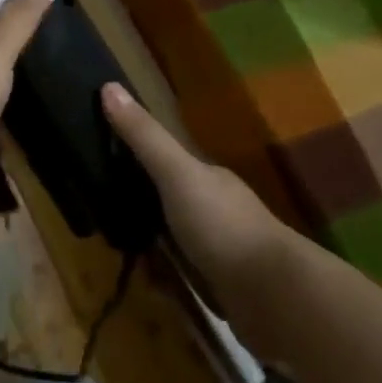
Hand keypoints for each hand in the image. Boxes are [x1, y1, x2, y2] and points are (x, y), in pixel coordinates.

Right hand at [100, 82, 285, 290]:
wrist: (276, 297)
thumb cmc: (223, 225)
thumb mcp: (176, 174)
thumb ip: (144, 136)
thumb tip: (108, 85)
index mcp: (209, 178)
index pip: (169, 162)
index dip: (139, 160)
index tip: (105, 165)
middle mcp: (218, 210)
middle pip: (172, 202)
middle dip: (144, 208)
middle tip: (105, 216)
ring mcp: (225, 251)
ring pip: (179, 241)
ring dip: (157, 248)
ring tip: (122, 254)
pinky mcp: (227, 290)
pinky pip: (189, 278)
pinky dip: (170, 281)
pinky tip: (154, 288)